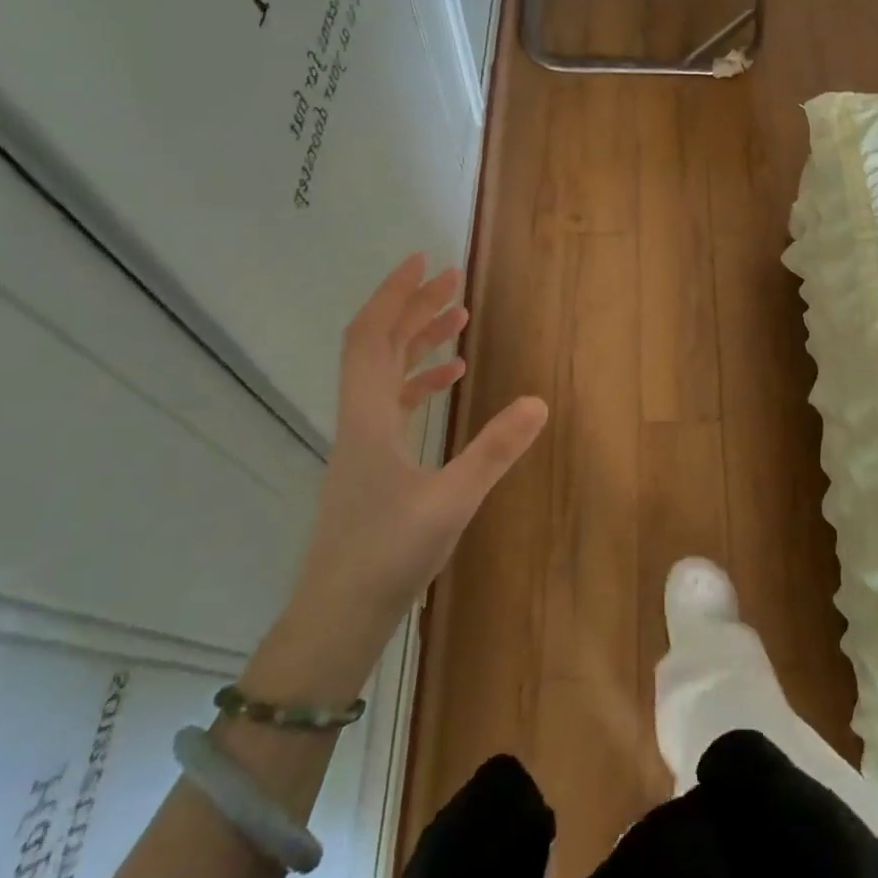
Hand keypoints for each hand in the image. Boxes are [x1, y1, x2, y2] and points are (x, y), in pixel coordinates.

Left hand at [291, 254, 547, 641]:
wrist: (338, 616)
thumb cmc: (387, 556)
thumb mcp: (451, 501)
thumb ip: (495, 450)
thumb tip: (538, 401)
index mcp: (368, 419)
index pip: (371, 338)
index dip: (394, 295)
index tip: (422, 262)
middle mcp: (359, 421)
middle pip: (378, 347)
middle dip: (413, 308)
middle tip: (452, 280)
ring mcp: (362, 444)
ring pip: (385, 374)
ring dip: (418, 341)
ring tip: (457, 318)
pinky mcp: (371, 465)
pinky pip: (393, 404)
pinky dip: (420, 381)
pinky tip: (450, 380)